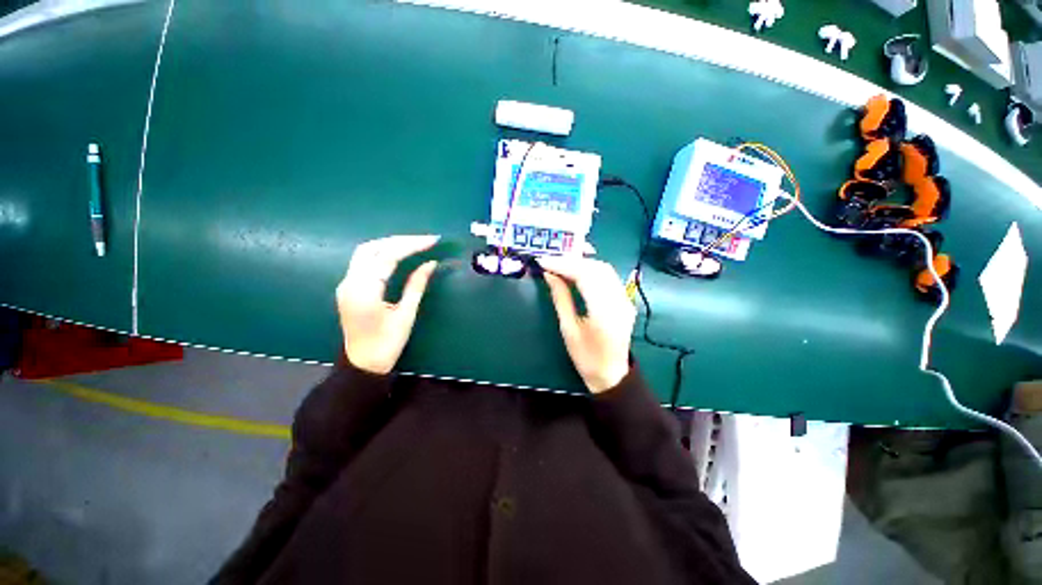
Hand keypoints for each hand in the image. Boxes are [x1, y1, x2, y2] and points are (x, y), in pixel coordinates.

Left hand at [336, 235, 439, 373]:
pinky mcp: (348, 287)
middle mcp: (350, 282)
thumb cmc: (387, 344)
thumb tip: (430, 263)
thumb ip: (417, 286)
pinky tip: (398, 254)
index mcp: (365, 291)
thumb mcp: (406, 315)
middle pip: (372, 248)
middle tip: (425, 240)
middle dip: (400, 240)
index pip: (388, 256)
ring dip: (390, 243)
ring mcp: (346, 284)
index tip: (433, 240)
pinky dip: (382, 252)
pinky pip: (364, 261)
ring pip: (365, 251)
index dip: (412, 245)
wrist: (362, 364)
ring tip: (414, 244)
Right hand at [538, 256, 635, 392]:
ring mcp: (625, 300)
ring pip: (604, 269)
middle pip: (597, 268)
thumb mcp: (568, 329)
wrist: (611, 374)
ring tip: (561, 264)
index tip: (544, 261)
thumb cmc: (586, 357)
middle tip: (551, 261)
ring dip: (582, 263)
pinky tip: (577, 271)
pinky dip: (591, 269)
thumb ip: (561, 298)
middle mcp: (619, 301)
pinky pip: (608, 276)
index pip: (585, 276)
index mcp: (604, 312)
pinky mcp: (625, 300)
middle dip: (572, 260)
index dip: (563, 265)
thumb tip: (550, 275)